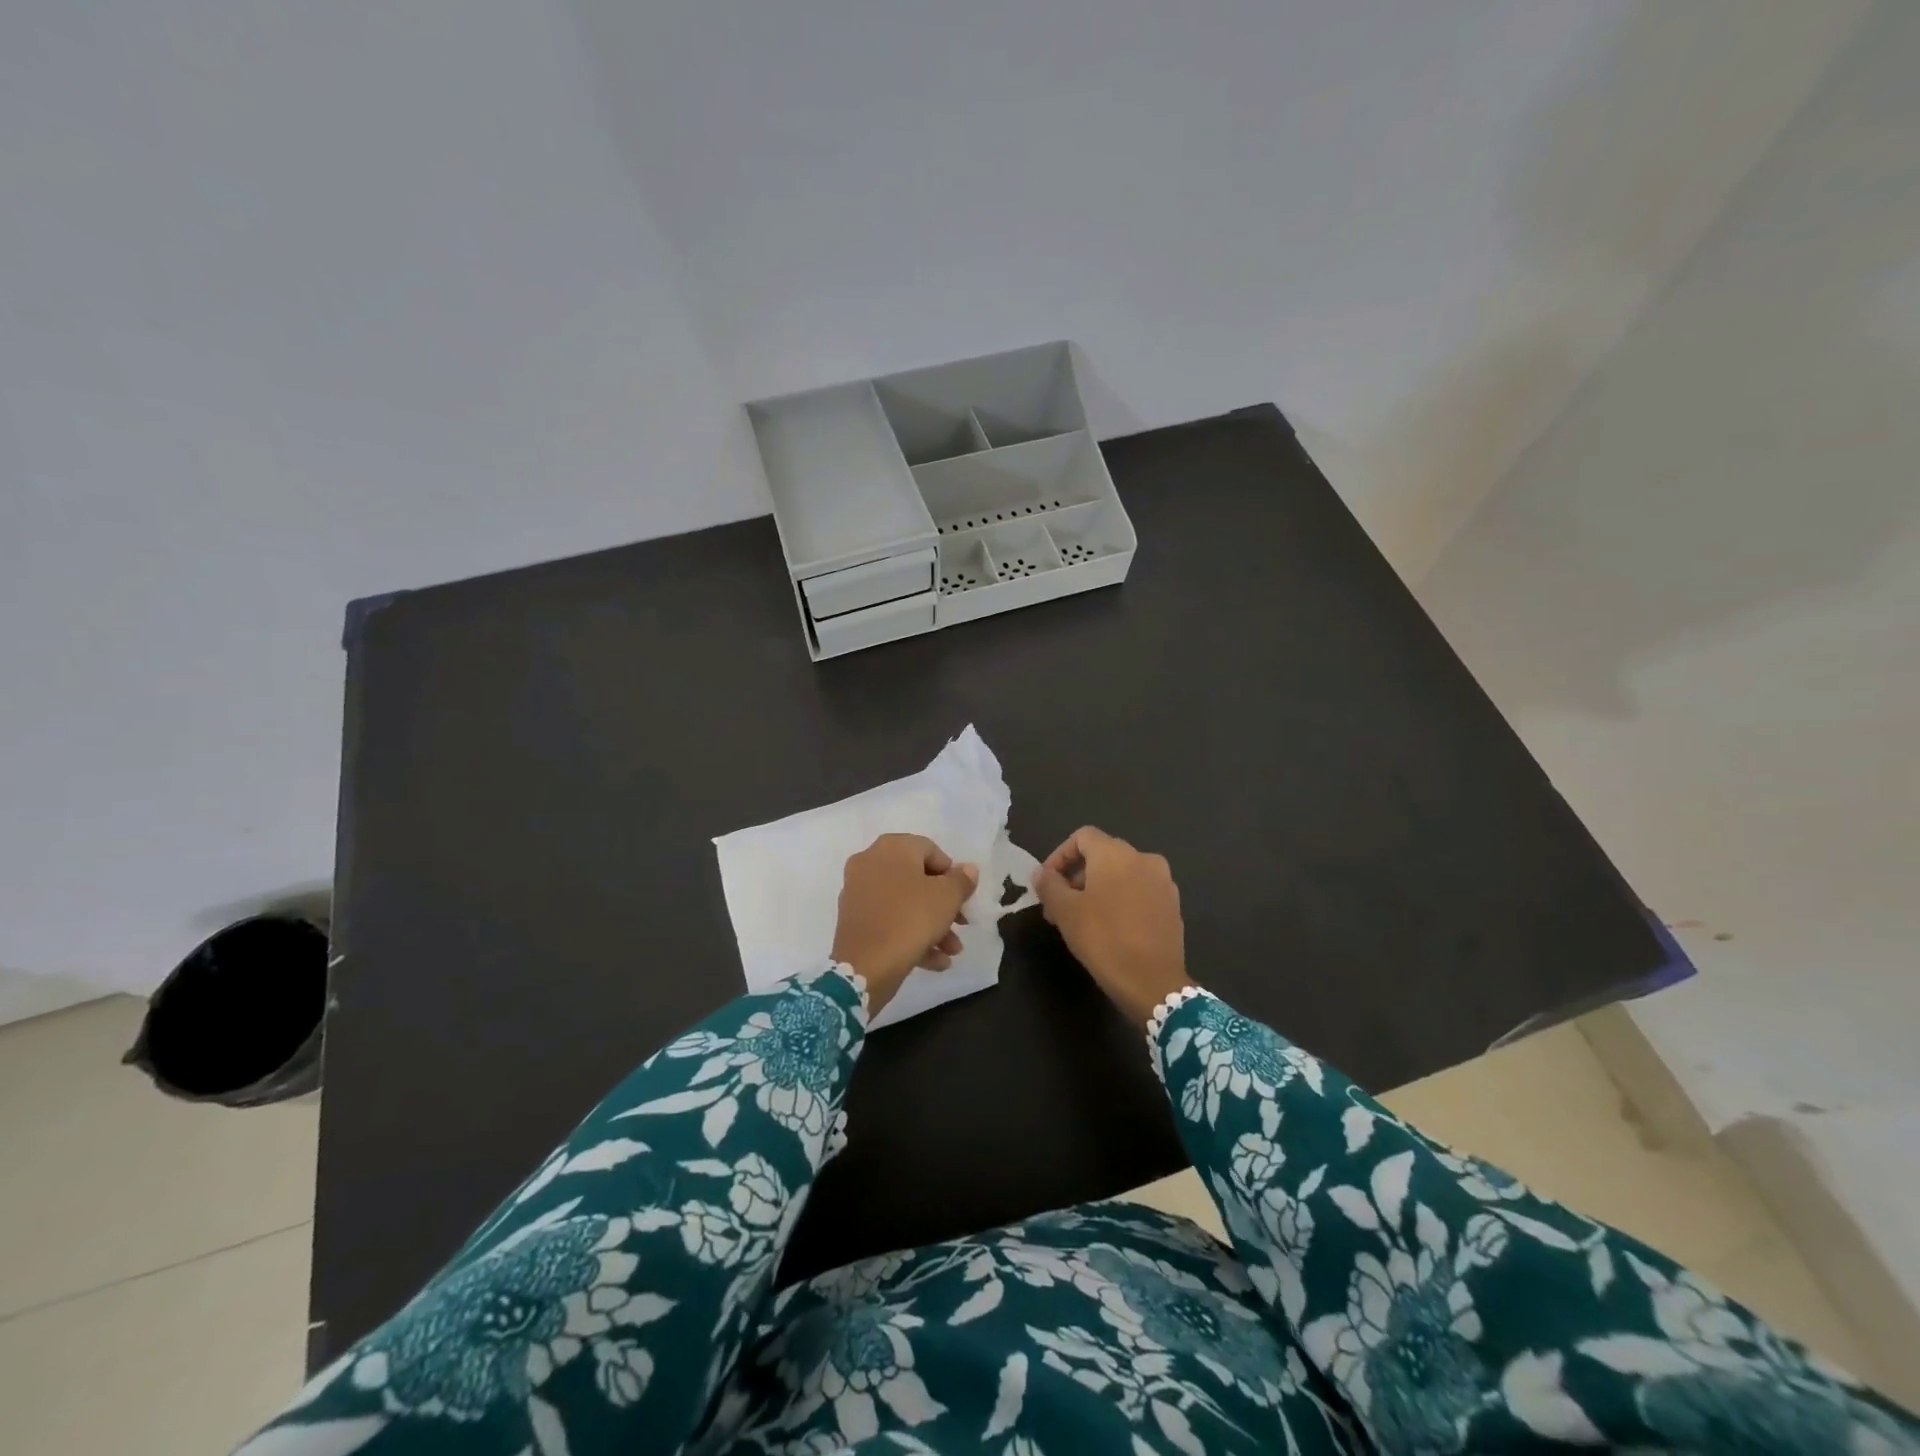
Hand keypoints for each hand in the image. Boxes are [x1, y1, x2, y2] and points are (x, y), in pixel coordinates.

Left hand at [831, 834, 977, 1015]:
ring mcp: (857, 892)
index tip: (964, 899)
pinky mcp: (852, 921)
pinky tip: (935, 961)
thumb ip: (962, 880)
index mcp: (891, 848)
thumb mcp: (947, 898)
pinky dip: (910, 936)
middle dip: (944, 905)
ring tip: (952, 951)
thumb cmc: (911, 919)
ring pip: (903, 904)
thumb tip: (968, 869)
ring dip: (932, 925)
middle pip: (917, 880)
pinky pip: (888, 921)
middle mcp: (869, 862)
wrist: (864, 967)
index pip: (931, 851)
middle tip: (962, 925)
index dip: (952, 875)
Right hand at [1032, 826, 1192, 1027]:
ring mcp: (1163, 882)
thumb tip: (1041, 873)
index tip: (1047, 883)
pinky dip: (1122, 900)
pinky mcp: (1173, 905)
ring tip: (1082, 919)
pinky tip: (1111, 928)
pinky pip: (1140, 891)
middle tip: (1059, 906)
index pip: (1082, 837)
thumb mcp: (1065, 911)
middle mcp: (1143, 858)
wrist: (1153, 982)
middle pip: (1102, 855)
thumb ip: (1049, 885)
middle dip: (1076, 876)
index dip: (1059, 856)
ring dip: (1098, 889)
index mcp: (1116, 854)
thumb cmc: (1103, 939)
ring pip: (1122, 874)